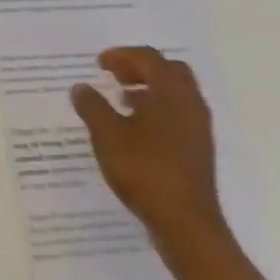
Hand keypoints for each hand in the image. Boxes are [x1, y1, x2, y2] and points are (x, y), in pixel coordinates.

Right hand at [70, 46, 228, 256]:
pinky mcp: (199, 149)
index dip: (123, 55)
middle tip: (115, 75)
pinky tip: (136, 129)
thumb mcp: (108, 136)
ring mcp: (198, 128)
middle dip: (141, 68)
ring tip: (122, 99)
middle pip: (169, 71)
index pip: (149, 58)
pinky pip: (178, 115)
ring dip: (150, 89)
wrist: (186, 223)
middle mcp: (190, 103)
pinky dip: (158, 110)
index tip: (100, 63)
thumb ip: (93, 107)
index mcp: (171, 93)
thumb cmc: (145, 171)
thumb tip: (81, 87)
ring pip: (176, 94)